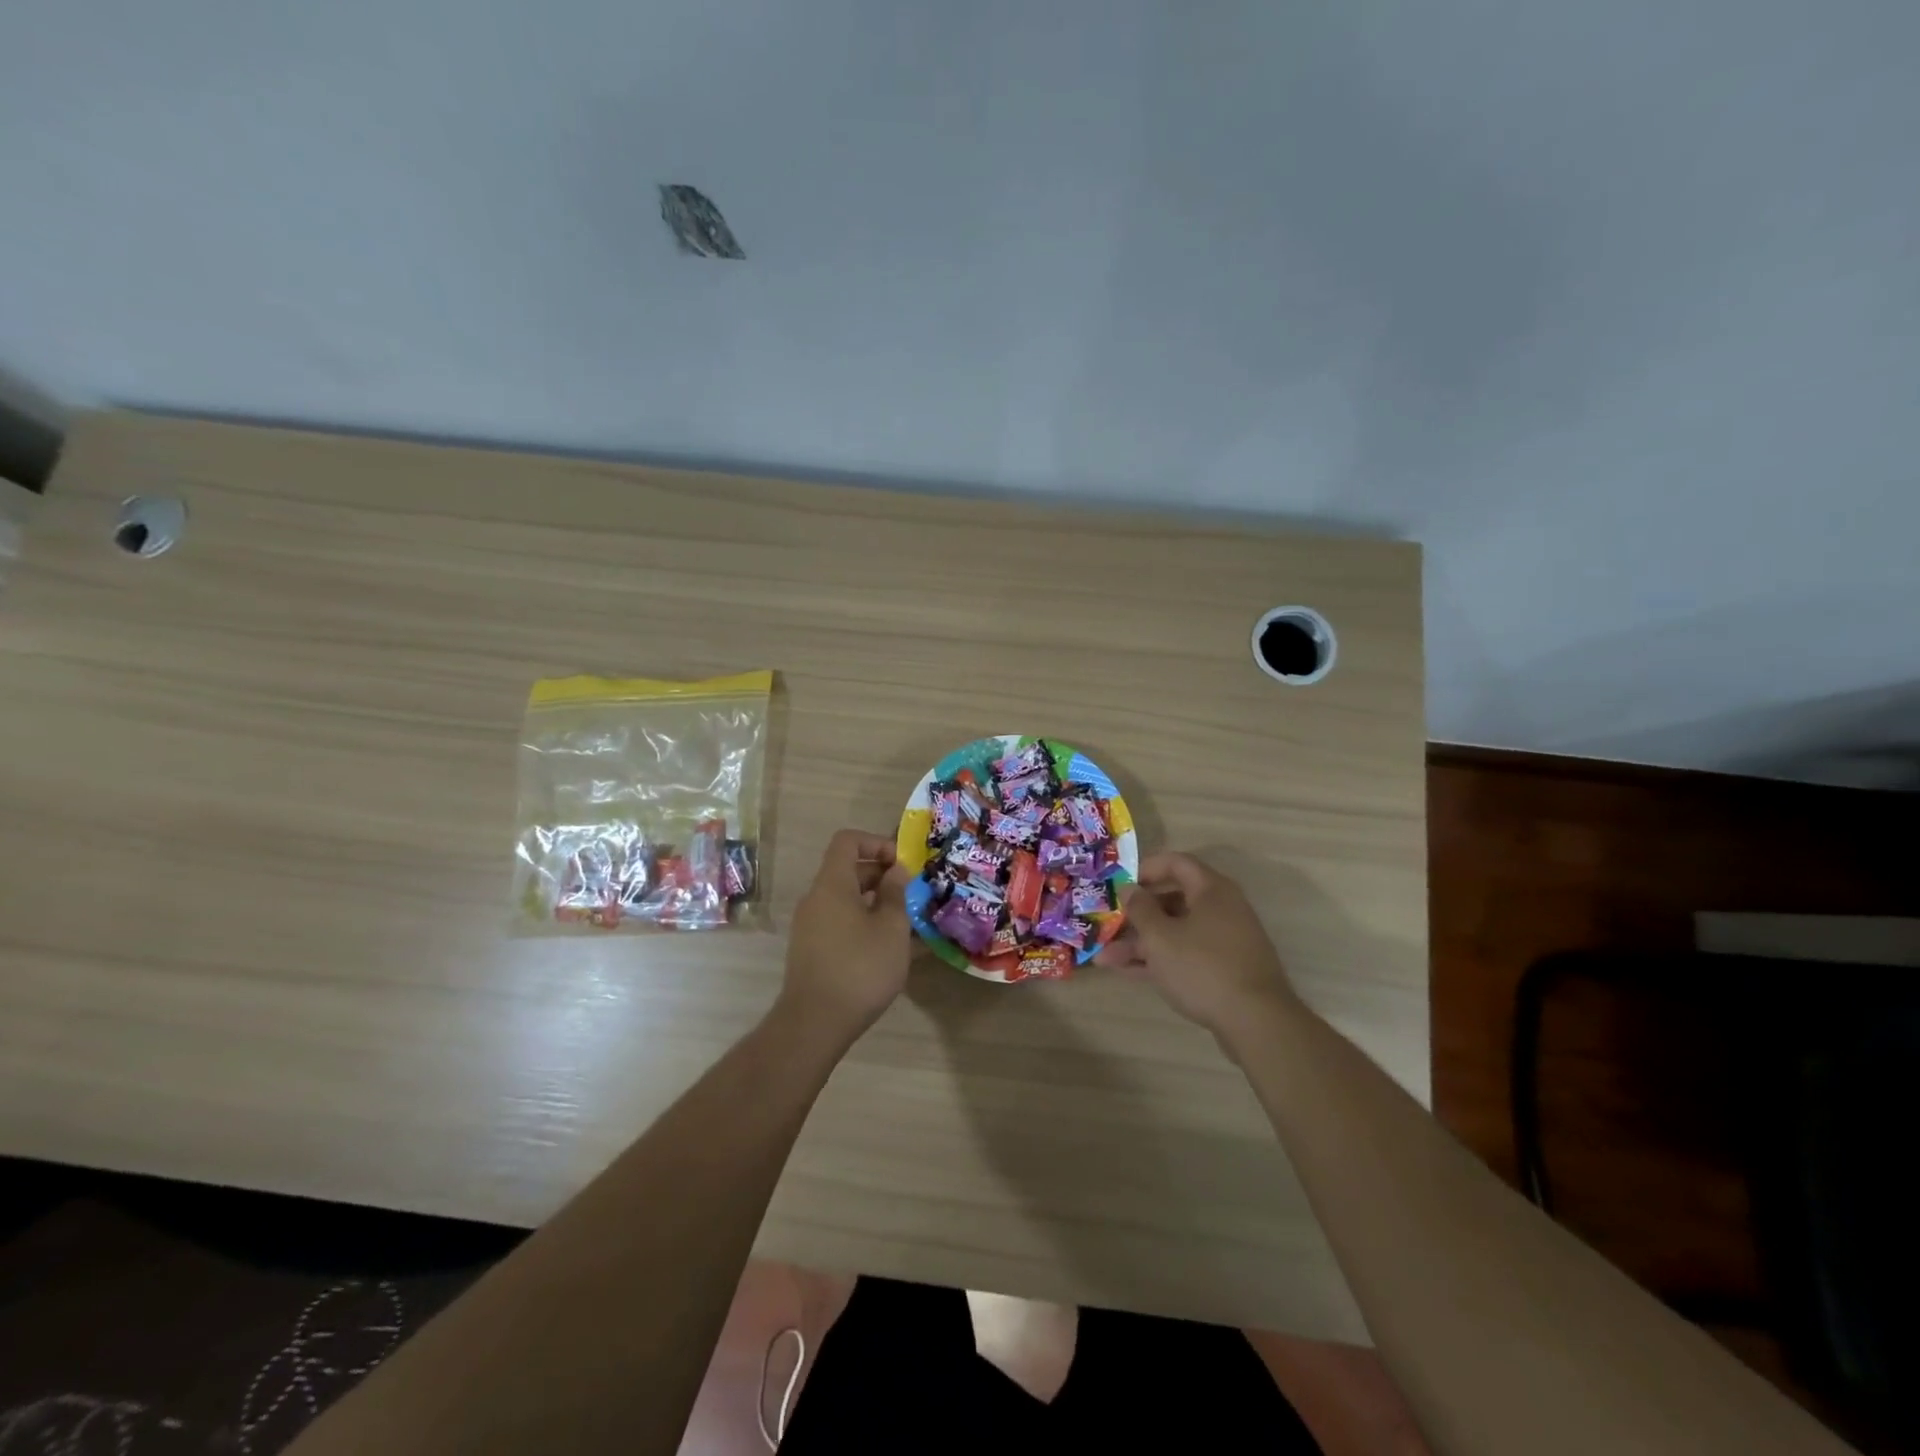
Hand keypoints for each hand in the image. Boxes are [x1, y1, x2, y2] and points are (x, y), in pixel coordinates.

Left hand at [778, 829, 914, 1038]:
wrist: (814, 1023)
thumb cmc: (860, 968)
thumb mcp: (891, 928)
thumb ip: (895, 893)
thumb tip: (896, 870)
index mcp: (832, 884)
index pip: (847, 841)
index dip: (876, 842)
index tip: (902, 864)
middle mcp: (816, 899)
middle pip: (847, 871)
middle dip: (882, 876)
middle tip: (912, 895)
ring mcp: (810, 926)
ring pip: (846, 900)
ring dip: (876, 904)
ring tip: (908, 924)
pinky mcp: (812, 950)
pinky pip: (841, 923)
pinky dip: (864, 925)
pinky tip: (889, 950)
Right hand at [1097, 851, 1298, 1034]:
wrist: (1256, 1023)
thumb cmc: (1202, 967)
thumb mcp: (1160, 937)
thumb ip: (1140, 909)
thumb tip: (1129, 888)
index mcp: (1212, 890)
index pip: (1176, 863)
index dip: (1145, 868)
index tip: (1119, 883)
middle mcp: (1221, 909)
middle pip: (1173, 900)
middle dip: (1136, 915)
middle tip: (1108, 923)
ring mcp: (1224, 941)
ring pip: (1176, 932)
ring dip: (1141, 942)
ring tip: (1105, 958)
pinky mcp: (1224, 969)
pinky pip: (1186, 954)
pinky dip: (1159, 959)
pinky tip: (1128, 972)